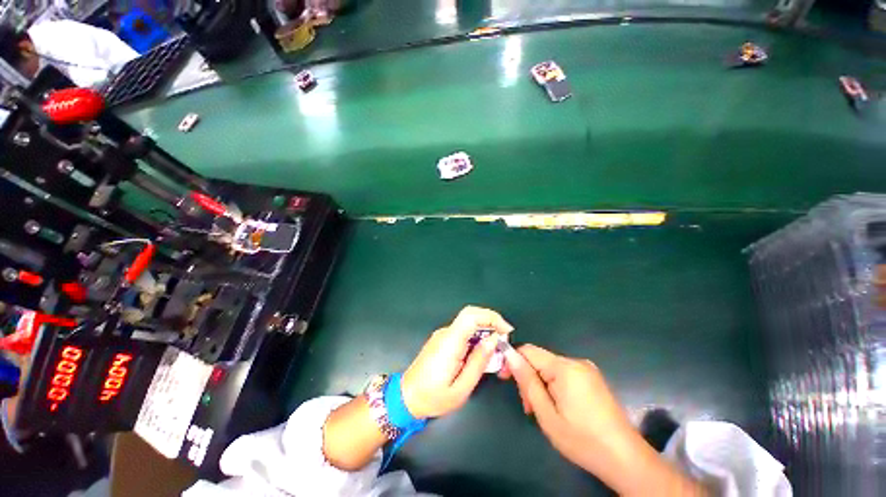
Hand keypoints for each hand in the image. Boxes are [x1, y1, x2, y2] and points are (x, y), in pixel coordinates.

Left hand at [401, 306, 513, 418]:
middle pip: (471, 315)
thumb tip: (493, 340)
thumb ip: (478, 362)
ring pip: (468, 323)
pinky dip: (476, 337)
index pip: (471, 316)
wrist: (406, 397)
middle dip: (491, 321)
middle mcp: (445, 333)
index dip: (491, 317)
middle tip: (504, 339)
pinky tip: (481, 353)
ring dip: (485, 331)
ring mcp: (442, 334)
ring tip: (495, 352)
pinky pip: (463, 331)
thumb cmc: (433, 397)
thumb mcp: (461, 389)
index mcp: (450, 343)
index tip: (507, 330)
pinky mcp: (442, 339)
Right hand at [502, 344, 705, 495]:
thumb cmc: (582, 440)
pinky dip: (554, 387)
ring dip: (540, 385)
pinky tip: (557, 407)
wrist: (626, 459)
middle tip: (528, 407)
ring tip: (542, 411)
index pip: (528, 351)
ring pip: (551, 368)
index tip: (504, 379)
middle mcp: (576, 362)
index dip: (513, 361)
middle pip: (540, 360)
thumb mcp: (547, 414)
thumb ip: (527, 381)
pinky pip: (564, 375)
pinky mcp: (593, 379)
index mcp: (564, 368)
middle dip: (529, 378)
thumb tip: (509, 355)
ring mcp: (587, 370)